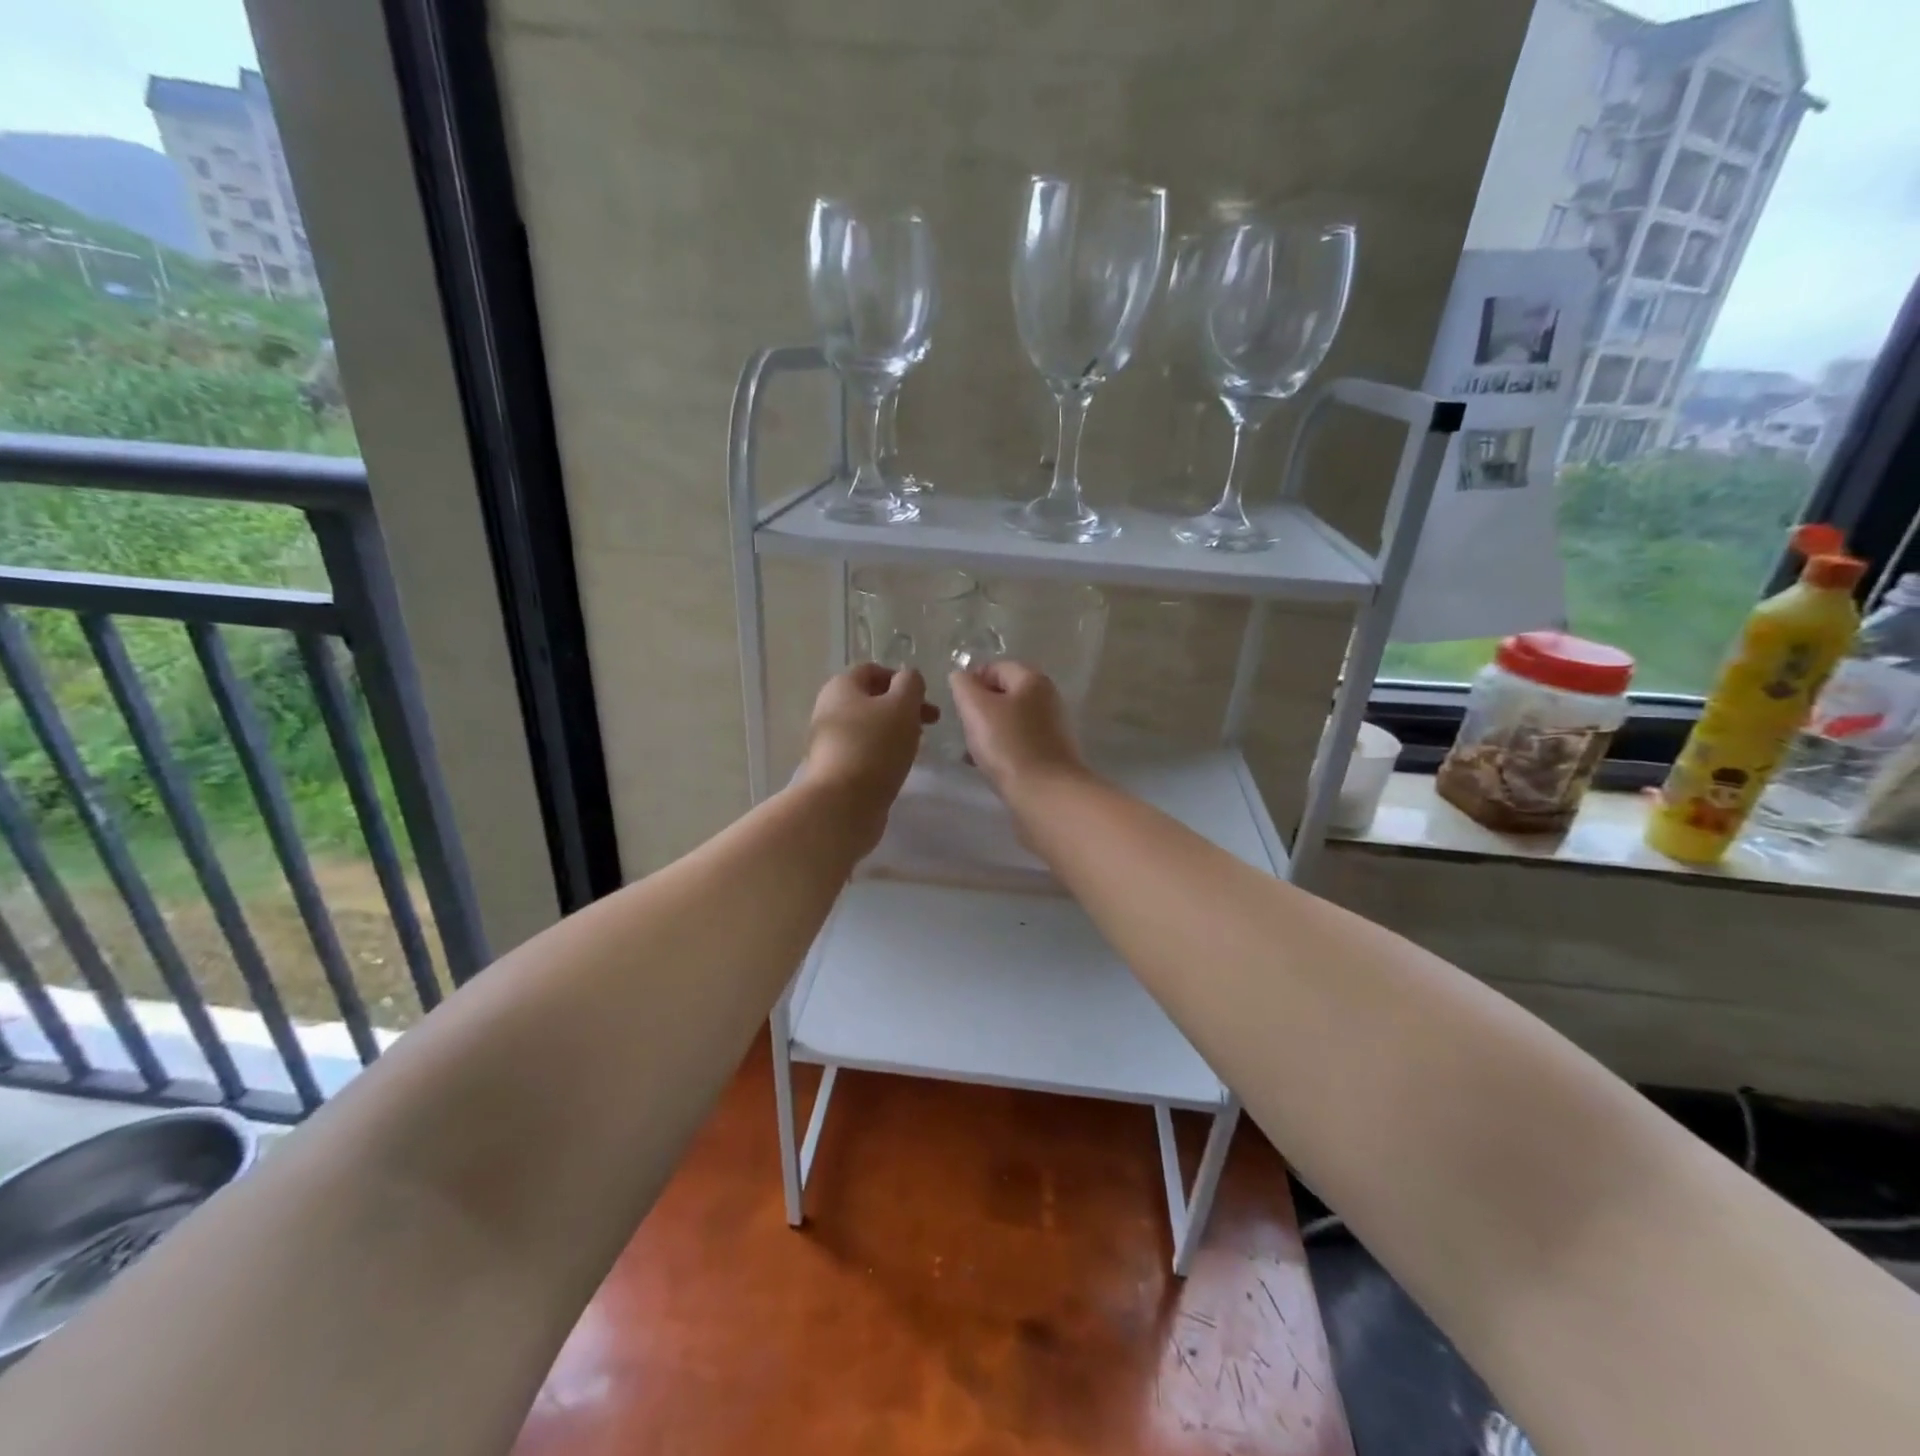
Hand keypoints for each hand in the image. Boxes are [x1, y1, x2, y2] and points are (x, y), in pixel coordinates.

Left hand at [802, 663, 936, 848]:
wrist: (842, 804)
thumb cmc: (875, 746)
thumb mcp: (902, 706)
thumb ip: (910, 684)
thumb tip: (909, 678)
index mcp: (841, 687)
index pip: (873, 670)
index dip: (901, 679)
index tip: (924, 699)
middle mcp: (828, 709)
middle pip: (871, 699)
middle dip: (903, 707)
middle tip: (930, 723)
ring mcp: (829, 741)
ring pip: (868, 726)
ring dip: (894, 731)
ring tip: (916, 747)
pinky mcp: (834, 768)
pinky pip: (863, 751)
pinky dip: (883, 753)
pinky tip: (897, 767)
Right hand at [948, 661, 1086, 800]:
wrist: (1045, 795)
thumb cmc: (1008, 745)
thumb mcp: (976, 708)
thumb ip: (964, 686)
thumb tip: (961, 676)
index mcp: (1033, 680)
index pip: (996, 667)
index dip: (971, 681)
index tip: (956, 705)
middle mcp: (1048, 699)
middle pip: (1005, 694)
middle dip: (979, 709)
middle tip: (963, 727)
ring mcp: (1052, 728)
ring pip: (1010, 721)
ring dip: (988, 731)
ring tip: (971, 750)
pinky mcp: (1051, 755)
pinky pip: (1019, 743)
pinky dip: (1002, 749)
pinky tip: (988, 766)